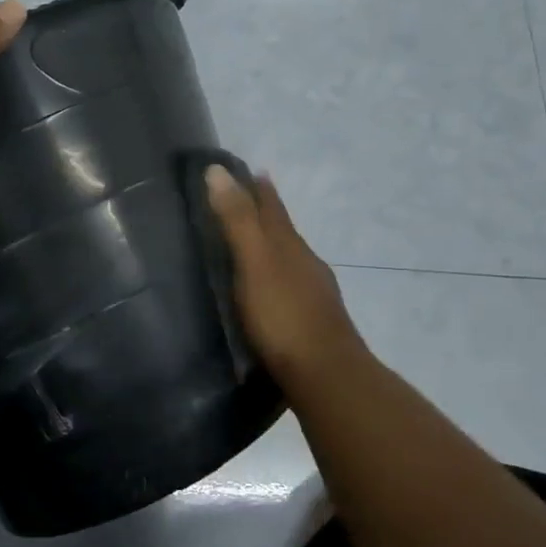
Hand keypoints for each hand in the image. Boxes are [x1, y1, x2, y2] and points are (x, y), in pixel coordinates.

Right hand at [205, 165, 370, 390]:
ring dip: (271, 247)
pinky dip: (274, 277)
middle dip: (265, 214)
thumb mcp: (254, 262)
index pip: (272, 207)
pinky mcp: (311, 322)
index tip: (251, 169)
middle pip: (283, 230)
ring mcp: (313, 294)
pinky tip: (267, 291)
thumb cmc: (283, 316)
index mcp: (289, 245)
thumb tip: (218, 170)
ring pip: (289, 259)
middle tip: (244, 201)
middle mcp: (305, 263)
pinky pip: (289, 286)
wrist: (327, 377)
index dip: (259, 188)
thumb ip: (237, 220)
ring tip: (251, 245)